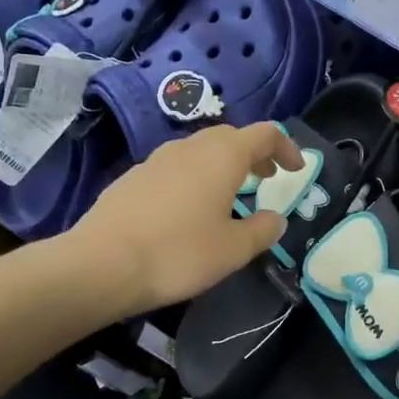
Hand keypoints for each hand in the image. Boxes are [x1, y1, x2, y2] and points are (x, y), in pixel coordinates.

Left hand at [67, 122, 303, 314]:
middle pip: (229, 137)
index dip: (286, 148)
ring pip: (199, 152)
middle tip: (266, 179)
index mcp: (222, 156)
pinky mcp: (132, 178)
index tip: (297, 170)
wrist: (102, 264)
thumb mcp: (234, 249)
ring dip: (222, 166)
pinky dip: (194, 179)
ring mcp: (156, 160)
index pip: (264, 134)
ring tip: (230, 195)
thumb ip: (262, 230)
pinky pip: (175, 169)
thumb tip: (275, 218)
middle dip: (253, 154)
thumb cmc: (179, 253)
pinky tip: (189, 210)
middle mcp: (189, 147)